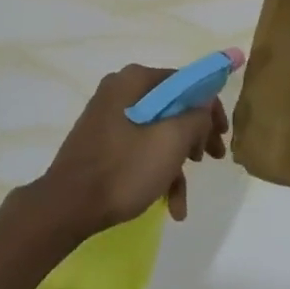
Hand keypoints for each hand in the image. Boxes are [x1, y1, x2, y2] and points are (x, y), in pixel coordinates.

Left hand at [36, 65, 229, 238]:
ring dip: (177, 163)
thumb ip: (196, 116)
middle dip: (195, 137)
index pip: (185, 82)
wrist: (67, 207)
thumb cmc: (123, 169)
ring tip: (184, 198)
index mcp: (134, 81)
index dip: (210, 107)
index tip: (222, 135)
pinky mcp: (102, 142)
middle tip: (212, 158)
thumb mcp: (171, 141)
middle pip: (172, 107)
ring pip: (157, 132)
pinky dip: (157, 172)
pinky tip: (169, 205)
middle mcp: (120, 91)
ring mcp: (109, 117)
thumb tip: (204, 105)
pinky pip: (139, 148)